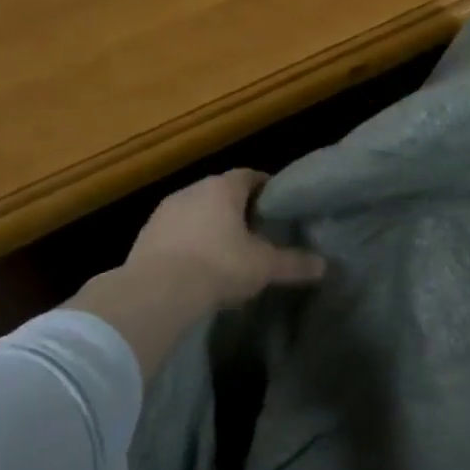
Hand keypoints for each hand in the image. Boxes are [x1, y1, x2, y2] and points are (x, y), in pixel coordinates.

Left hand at [67, 171, 326, 373]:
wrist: (156, 293)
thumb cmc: (219, 267)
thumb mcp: (264, 267)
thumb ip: (294, 263)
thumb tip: (325, 266)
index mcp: (223, 189)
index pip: (249, 175)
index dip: (264, 187)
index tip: (275, 203)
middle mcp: (192, 190)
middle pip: (220, 192)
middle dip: (237, 207)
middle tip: (254, 228)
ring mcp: (164, 212)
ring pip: (194, 210)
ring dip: (208, 223)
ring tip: (224, 248)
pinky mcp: (144, 235)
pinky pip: (174, 231)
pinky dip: (186, 241)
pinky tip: (195, 264)